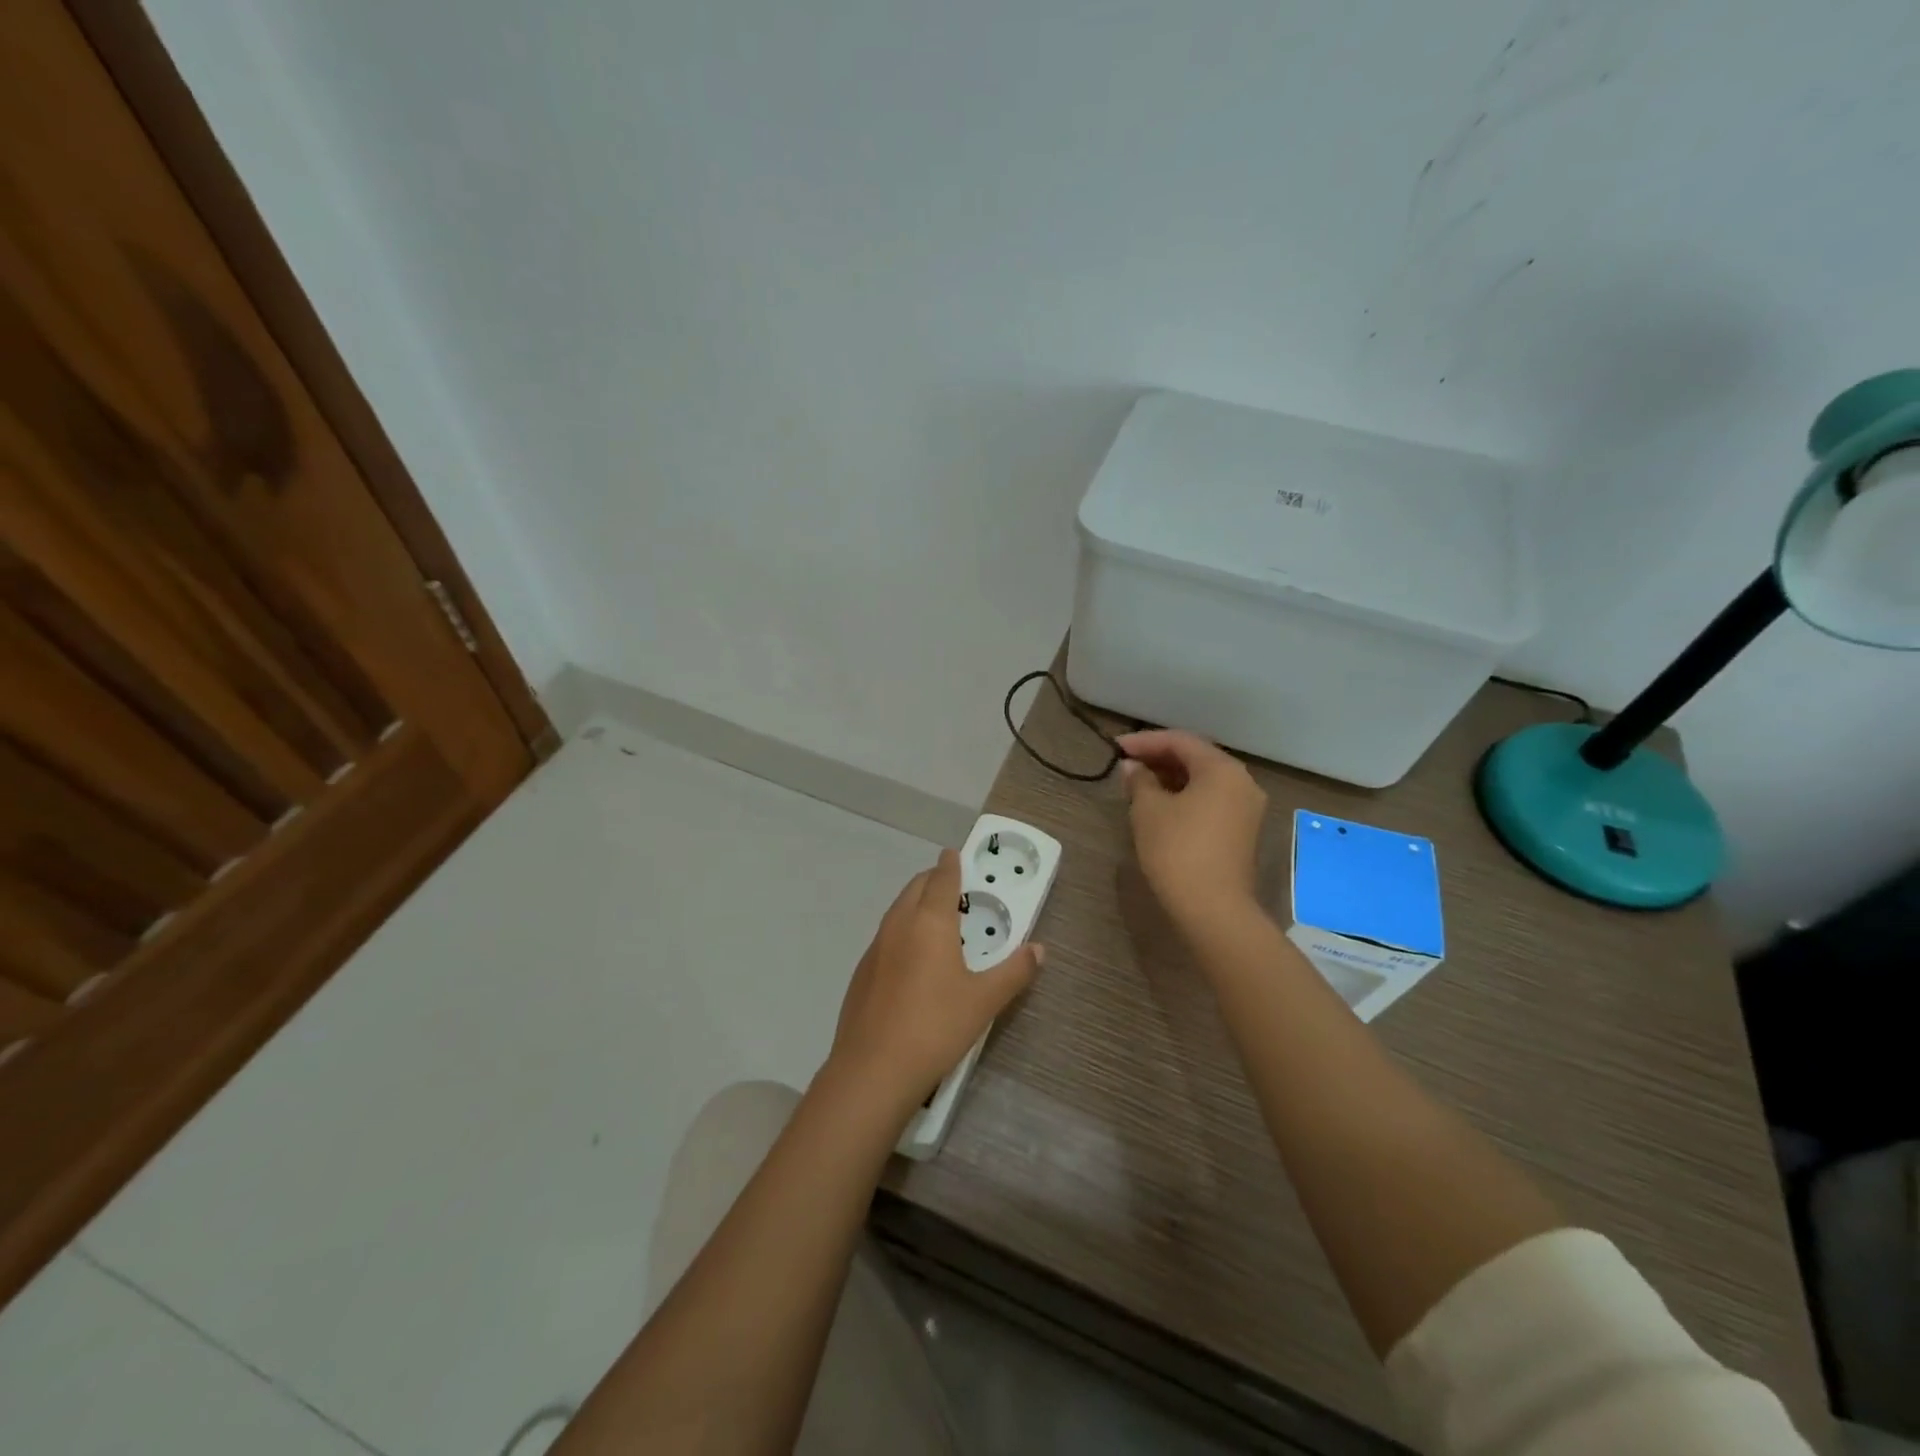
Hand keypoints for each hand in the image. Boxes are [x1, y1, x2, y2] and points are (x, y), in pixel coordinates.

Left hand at [827, 850, 1042, 1119]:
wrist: (872, 1070)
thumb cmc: (936, 1027)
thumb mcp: (985, 1001)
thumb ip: (1014, 972)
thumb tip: (1038, 949)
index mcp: (930, 922)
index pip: (942, 879)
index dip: (951, 864)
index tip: (954, 853)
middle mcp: (899, 925)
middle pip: (915, 888)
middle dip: (933, 880)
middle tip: (952, 886)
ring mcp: (875, 948)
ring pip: (897, 910)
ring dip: (915, 903)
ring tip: (935, 919)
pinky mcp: (861, 972)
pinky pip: (886, 936)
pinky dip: (902, 931)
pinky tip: (912, 959)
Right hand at [1118, 729, 1268, 931]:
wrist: (1213, 909)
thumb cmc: (1177, 850)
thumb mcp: (1148, 810)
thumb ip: (1139, 780)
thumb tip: (1132, 767)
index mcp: (1223, 769)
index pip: (1180, 741)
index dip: (1144, 741)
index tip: (1115, 748)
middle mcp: (1242, 782)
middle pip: (1197, 758)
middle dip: (1159, 758)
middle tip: (1126, 765)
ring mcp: (1247, 809)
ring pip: (1204, 781)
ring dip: (1171, 778)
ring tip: (1138, 784)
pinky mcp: (1243, 832)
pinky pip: (1211, 800)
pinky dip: (1185, 796)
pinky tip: (1160, 806)